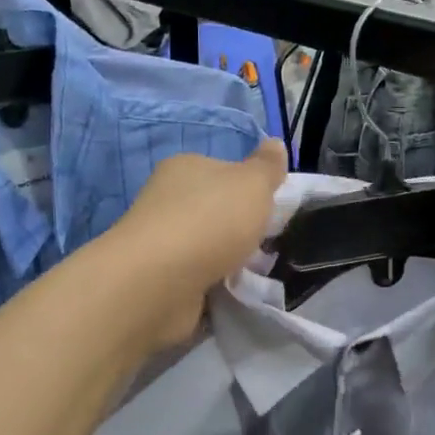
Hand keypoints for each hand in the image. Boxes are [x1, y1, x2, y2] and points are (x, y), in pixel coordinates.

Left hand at [106, 138, 288, 349]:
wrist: (159, 283)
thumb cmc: (210, 221)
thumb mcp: (253, 184)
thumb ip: (267, 167)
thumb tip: (275, 144)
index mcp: (185, 167)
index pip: (222, 169)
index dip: (249, 187)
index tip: (271, 209)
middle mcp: (167, 199)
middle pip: (214, 208)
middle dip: (239, 226)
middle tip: (266, 243)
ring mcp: (160, 241)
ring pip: (206, 245)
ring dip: (227, 258)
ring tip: (253, 272)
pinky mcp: (158, 278)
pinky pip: (197, 277)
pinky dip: (213, 283)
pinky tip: (230, 290)